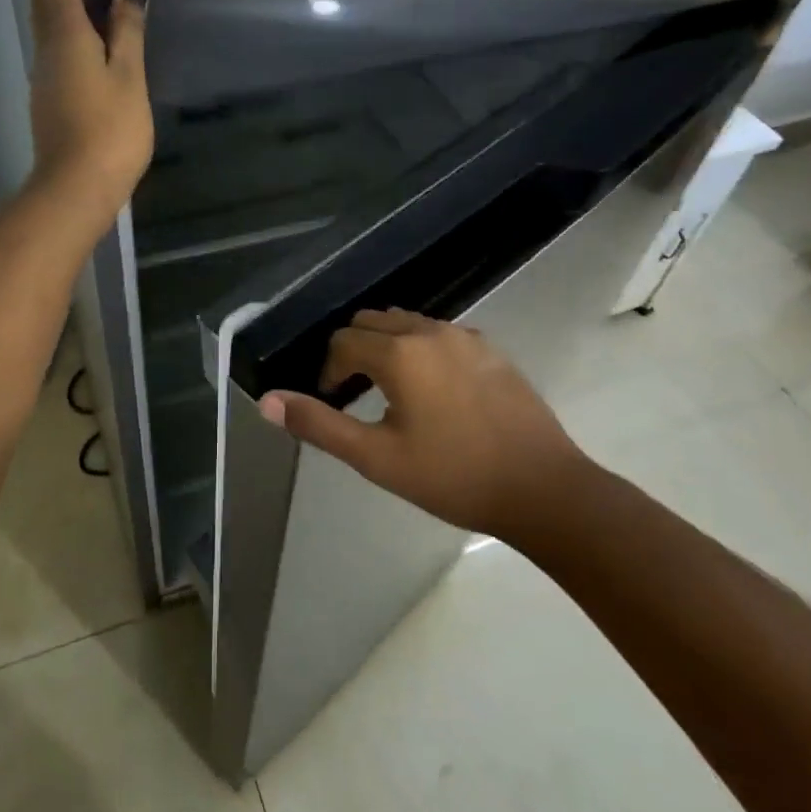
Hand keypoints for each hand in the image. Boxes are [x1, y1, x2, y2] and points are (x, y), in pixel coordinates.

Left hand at [22, 0, 152, 224]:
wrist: (75, 188)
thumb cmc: (108, 130)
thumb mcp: (128, 78)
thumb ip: (127, 32)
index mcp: (65, 35)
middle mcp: (47, 47)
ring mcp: (45, 73)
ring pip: (46, 19)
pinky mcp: (50, 95)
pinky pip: (55, 42)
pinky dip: (64, 21)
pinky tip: (85, 26)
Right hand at [258, 309, 594, 538]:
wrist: (543, 489)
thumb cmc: (453, 476)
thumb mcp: (376, 458)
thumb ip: (319, 425)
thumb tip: (267, 400)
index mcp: (400, 354)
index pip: (343, 342)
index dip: (328, 371)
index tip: (333, 402)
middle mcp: (430, 332)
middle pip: (373, 321)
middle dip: (354, 350)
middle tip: (354, 393)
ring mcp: (467, 338)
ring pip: (409, 324)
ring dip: (388, 346)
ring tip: (391, 391)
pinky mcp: (492, 351)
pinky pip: (441, 334)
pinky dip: (421, 349)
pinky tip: (434, 391)